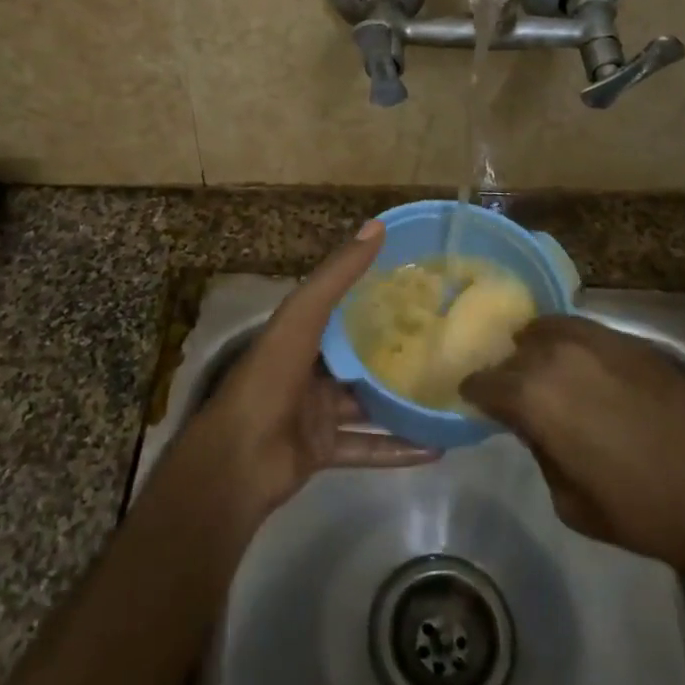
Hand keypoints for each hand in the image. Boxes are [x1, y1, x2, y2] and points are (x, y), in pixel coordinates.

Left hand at [178, 220, 434, 537]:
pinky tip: (438, 448)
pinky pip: (368, 448)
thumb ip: (338, 275)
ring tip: (447, 396)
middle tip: (445, 344)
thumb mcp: (304, 316)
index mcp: (300, 333)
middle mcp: (309, 369)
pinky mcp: (323, 449)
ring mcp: (316, 412)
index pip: (342, 307)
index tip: (419, 287)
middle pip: (359, 357)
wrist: (238, 460)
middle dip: (396, 352)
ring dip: (402, 403)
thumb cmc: (270, 377)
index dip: (376, 296)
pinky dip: (399, 449)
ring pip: (368, 405)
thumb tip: (377, 225)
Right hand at [461, 314, 684, 578]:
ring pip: (545, 330)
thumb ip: (540, 452)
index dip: (473, 393)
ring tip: (542, 371)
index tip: (472, 401)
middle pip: (512, 352)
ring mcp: (596, 340)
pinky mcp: (629, 340)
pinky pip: (581, 329)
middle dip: (505, 372)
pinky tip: (579, 365)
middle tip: (510, 394)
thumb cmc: (643, 510)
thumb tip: (534, 426)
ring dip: (535, 350)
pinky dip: (568, 342)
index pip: (484, 382)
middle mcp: (557, 355)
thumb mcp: (570, 502)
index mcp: (533, 396)